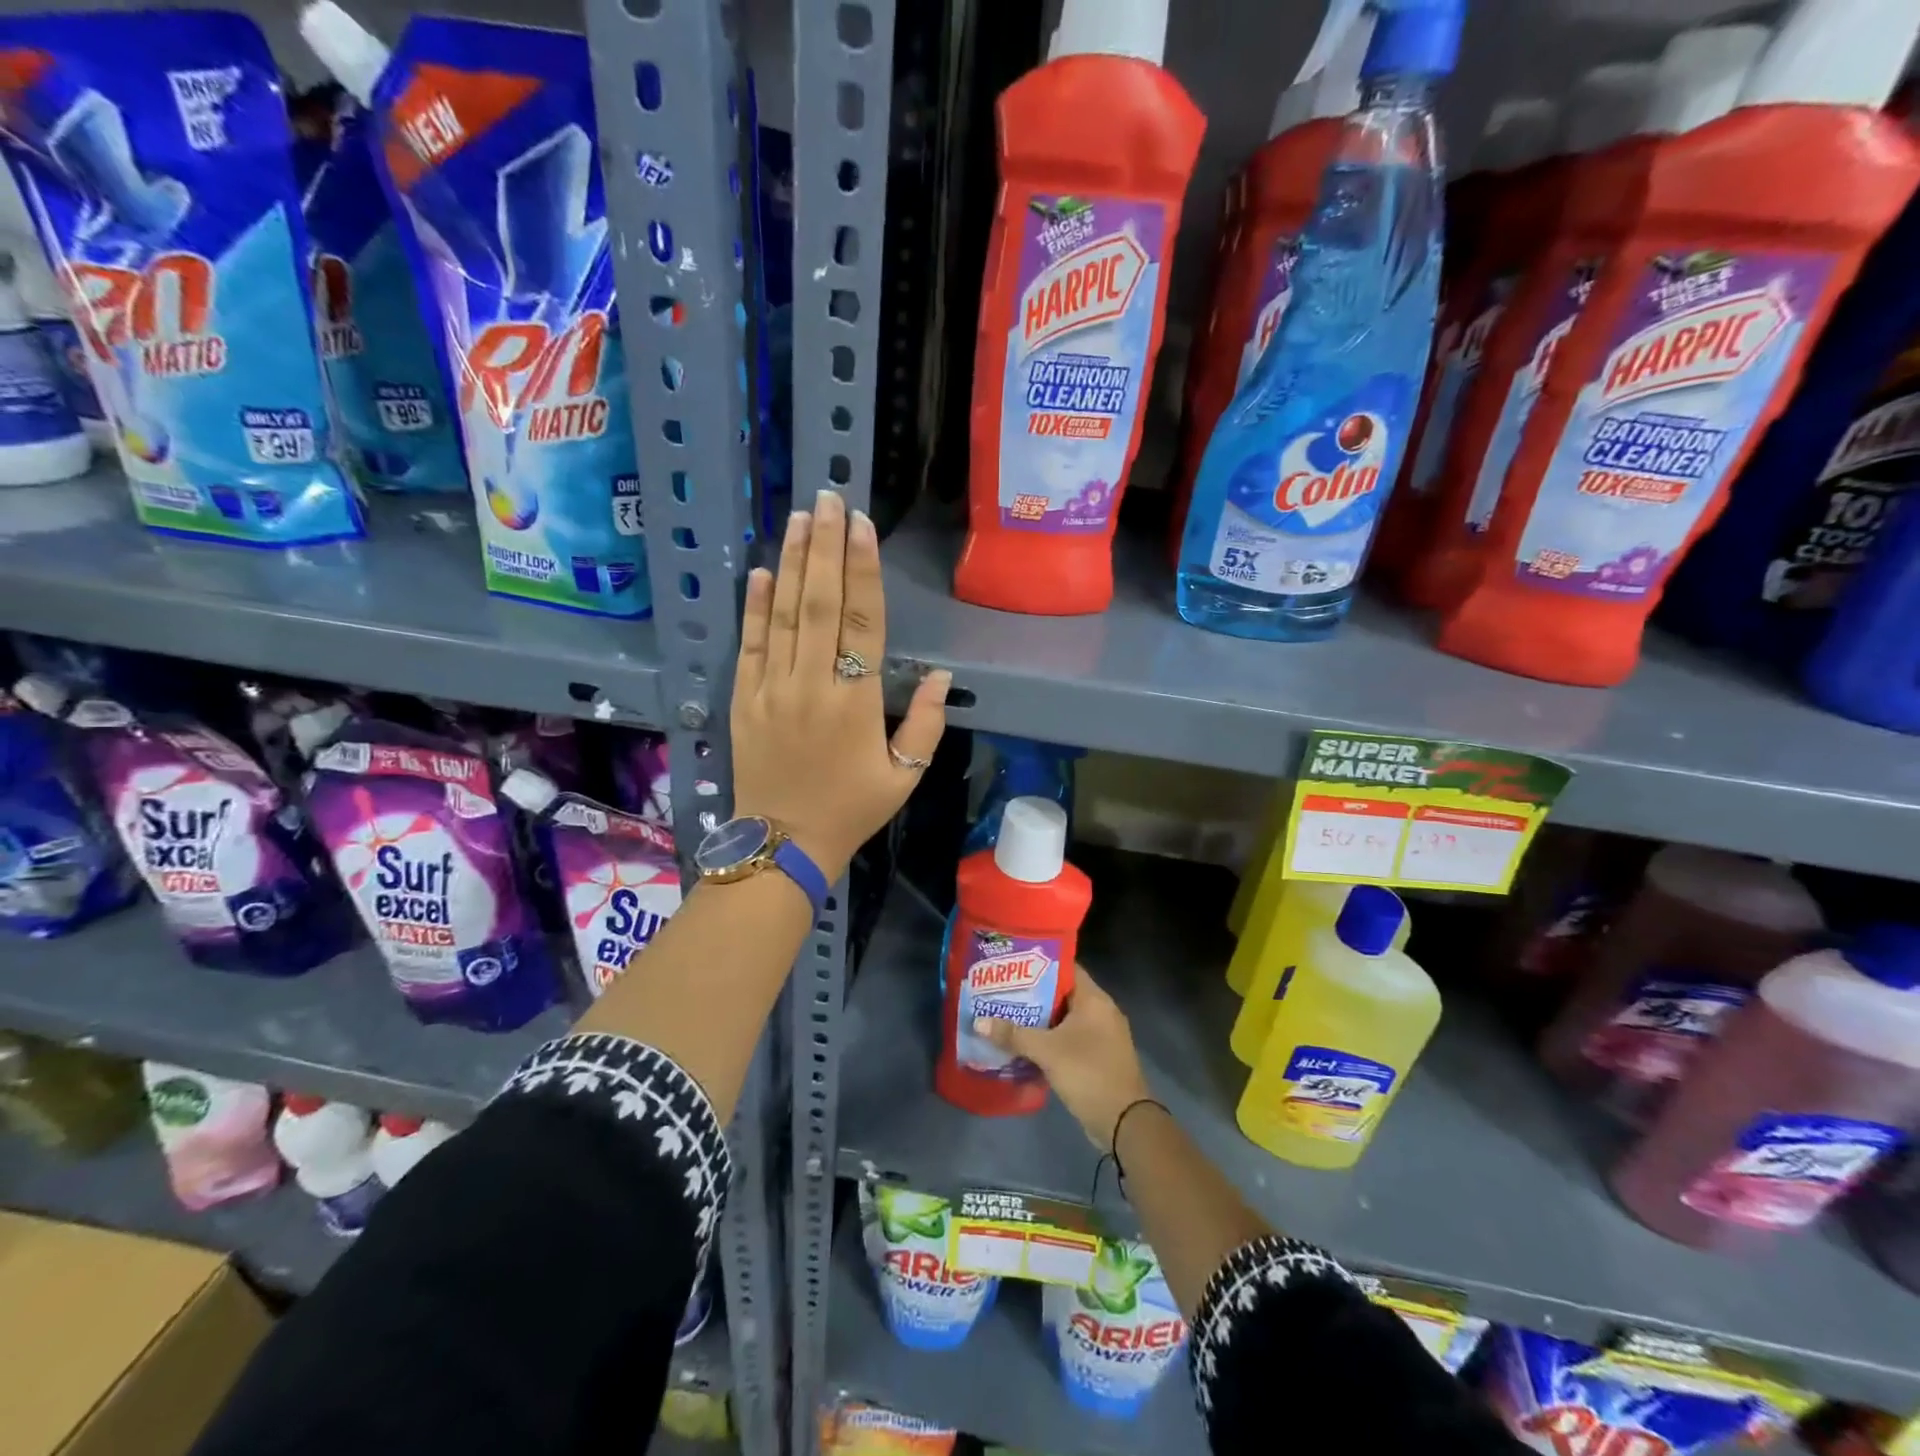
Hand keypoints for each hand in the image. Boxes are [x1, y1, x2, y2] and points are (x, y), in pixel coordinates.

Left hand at [731, 490, 949, 879]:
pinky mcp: (743, 699)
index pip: (862, 621)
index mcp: (854, 702)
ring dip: (792, 564)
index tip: (862, 525)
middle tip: (829, 500)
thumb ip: (924, 724)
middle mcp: (810, 685)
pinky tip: (761, 571)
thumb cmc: (851, 810)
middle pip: (819, 604)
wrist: (782, 844)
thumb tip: (939, 674)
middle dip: (825, 548)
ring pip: (783, 615)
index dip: (863, 569)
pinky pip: (749, 644)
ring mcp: (771, 689)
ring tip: (800, 519)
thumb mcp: (904, 776)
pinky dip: (754, 606)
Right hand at [977, 967, 1151, 1150]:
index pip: (1066, 968)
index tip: (1012, 966)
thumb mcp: (1047, 1052)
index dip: (1040, 965)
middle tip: (1002, 992)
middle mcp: (1101, 1012)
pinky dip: (1050, 1040)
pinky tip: (1024, 1045)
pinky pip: (1069, 1039)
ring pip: (1064, 1019)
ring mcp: (1101, 1036)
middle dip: (1033, 995)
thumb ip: (1013, 1035)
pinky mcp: (1097, 1057)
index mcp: (1094, 1000)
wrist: (1125, 1123)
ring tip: (1006, 1015)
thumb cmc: (1088, 1073)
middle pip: (1062, 994)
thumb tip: (979, 1022)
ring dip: (1039, 1020)